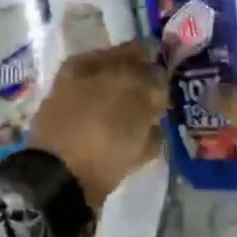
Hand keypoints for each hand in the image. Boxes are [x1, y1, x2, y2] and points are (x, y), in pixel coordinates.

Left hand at [30, 41, 167, 209]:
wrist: (61, 185)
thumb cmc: (99, 128)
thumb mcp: (134, 95)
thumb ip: (151, 79)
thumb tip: (158, 74)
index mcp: (85, 64)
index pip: (129, 51)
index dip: (153, 57)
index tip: (175, 67)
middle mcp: (77, 87)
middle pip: (123, 83)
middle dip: (148, 91)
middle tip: (172, 99)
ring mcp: (77, 121)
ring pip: (120, 112)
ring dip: (142, 118)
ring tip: (164, 124)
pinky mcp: (81, 152)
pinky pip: (115, 140)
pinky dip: (132, 142)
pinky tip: (151, 147)